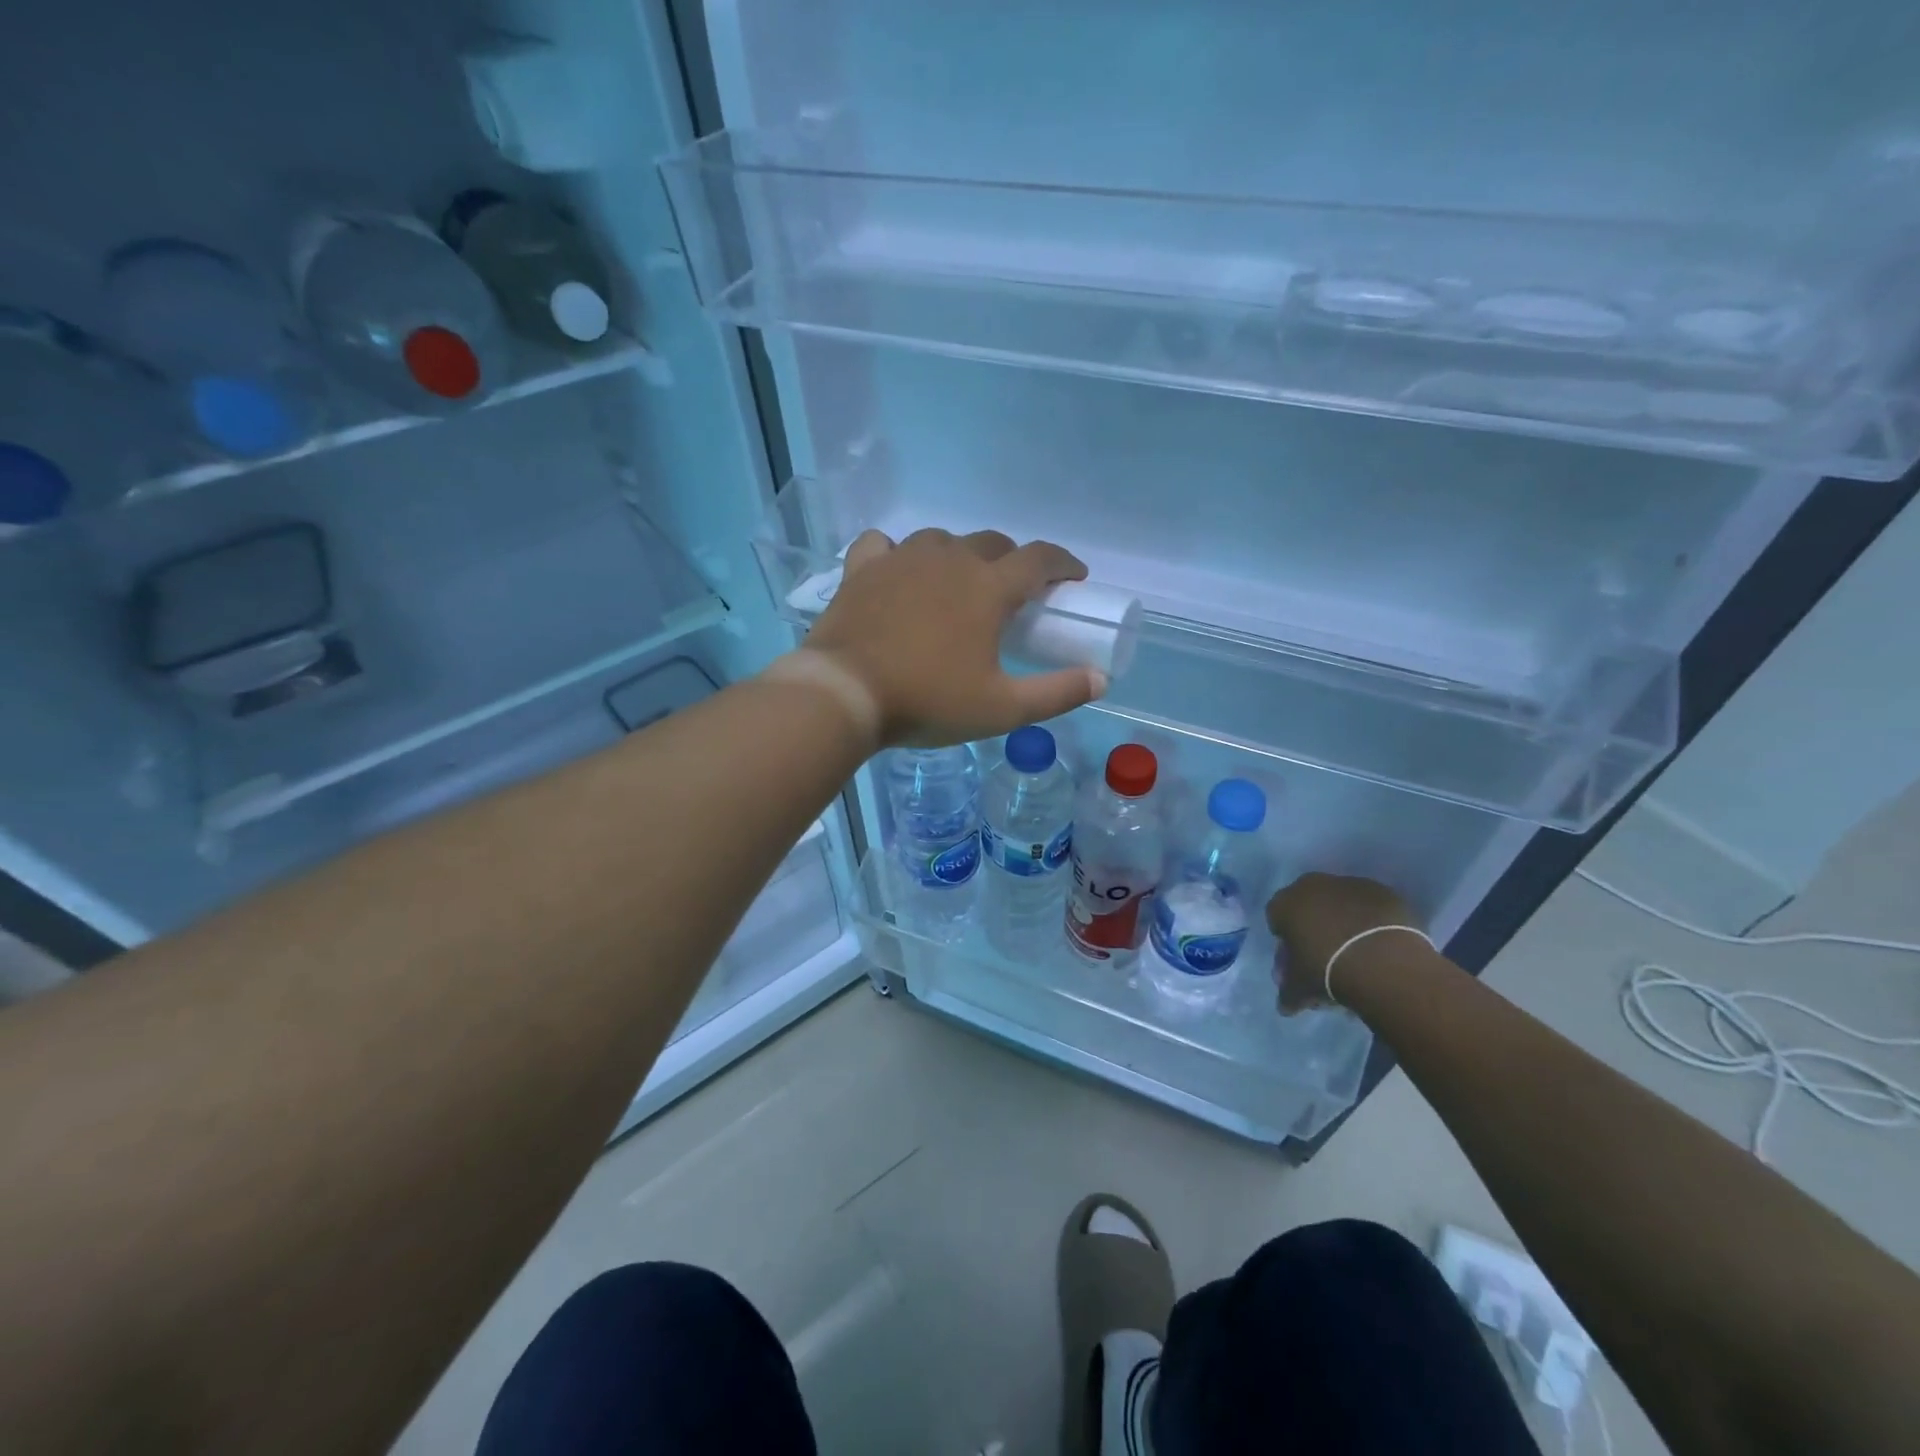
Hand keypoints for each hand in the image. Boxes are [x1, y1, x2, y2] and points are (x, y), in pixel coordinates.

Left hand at [804, 528, 1106, 746]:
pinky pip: (885, 545)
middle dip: (1013, 562)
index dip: (1064, 564)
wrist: (844, 694)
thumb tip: (1100, 680)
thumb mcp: (1002, 708)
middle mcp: (949, 559)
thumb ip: (1056, 693)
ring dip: (960, 556)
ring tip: (959, 585)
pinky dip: (898, 554)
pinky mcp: (862, 569)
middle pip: (993, 544)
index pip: (1040, 558)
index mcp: (988, 586)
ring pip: (943, 540)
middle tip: (1015, 594)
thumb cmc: (929, 701)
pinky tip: (898, 571)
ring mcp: (902, 558)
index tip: (1074, 579)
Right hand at [1266, 873, 1427, 1013]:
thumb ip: (1288, 993)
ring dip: (1342, 924)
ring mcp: (1349, 885)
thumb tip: (1285, 1006)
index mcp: (1285, 903)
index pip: (1276, 917)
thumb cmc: (1327, 970)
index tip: (1297, 961)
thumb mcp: (1300, 988)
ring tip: (1356, 956)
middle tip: (1325, 958)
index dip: (1285, 941)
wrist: (1383, 961)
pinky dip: (1369, 923)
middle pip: (1307, 907)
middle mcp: (1312, 885)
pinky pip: (1369, 908)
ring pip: (1339, 905)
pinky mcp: (1382, 892)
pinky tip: (1377, 947)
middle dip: (1312, 929)